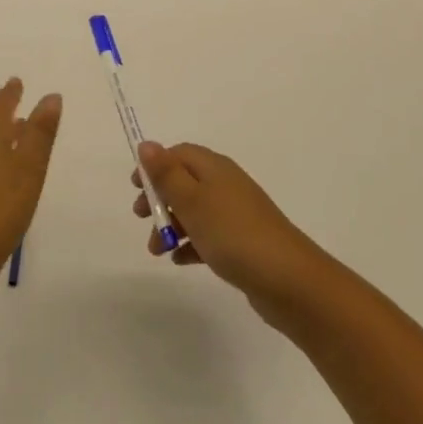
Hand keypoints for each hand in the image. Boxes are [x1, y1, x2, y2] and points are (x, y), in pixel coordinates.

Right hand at [133, 142, 327, 316]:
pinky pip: (209, 237)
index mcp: (216, 169)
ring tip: (156, 251)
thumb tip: (146, 144)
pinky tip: (179, 260)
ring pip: (195, 212)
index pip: (181, 154)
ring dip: (172, 225)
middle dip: (160, 198)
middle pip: (186, 182)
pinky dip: (191, 244)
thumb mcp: (192, 201)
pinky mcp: (242, 243)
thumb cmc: (233, 234)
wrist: (287, 280)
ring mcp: (236, 215)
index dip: (155, 166)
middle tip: (141, 217)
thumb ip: (167, 174)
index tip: (134, 187)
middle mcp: (227, 185)